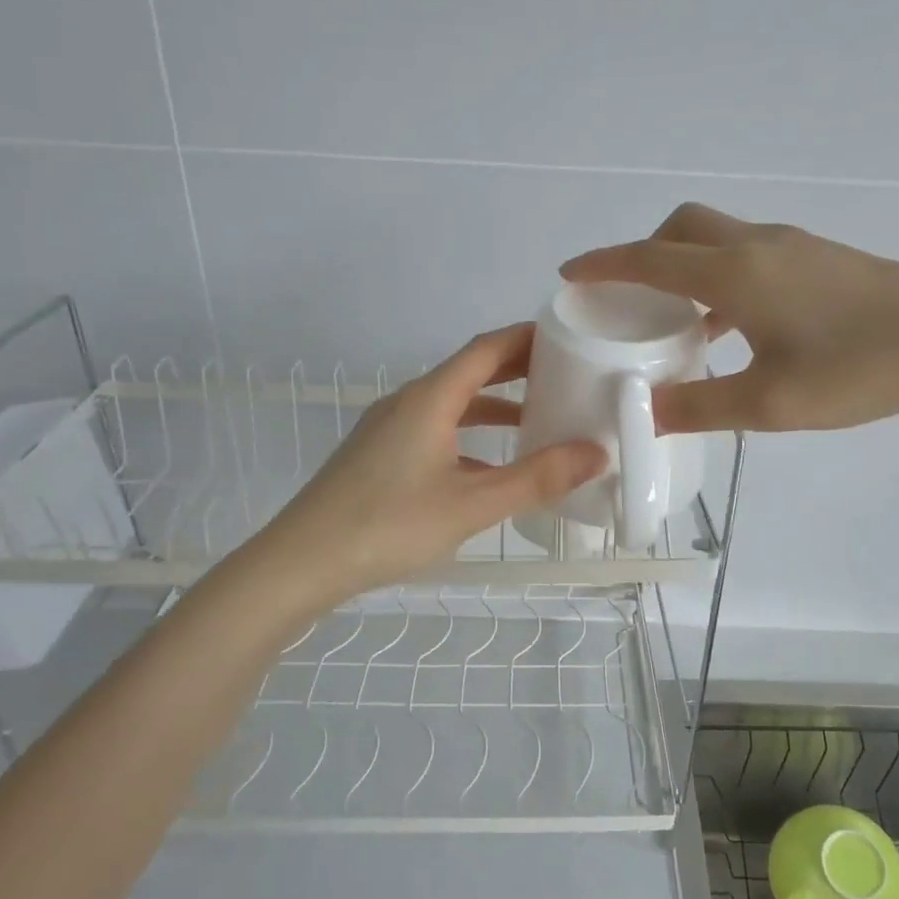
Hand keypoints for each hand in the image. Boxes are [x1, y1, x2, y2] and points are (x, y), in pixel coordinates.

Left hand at [261, 324, 605, 598]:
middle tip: (564, 373)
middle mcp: (408, 402)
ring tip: (537, 418)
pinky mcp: (380, 456)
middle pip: (469, 371)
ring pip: (452, 404)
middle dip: (516, 369)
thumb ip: (536, 478)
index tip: (567, 336)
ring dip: (493, 405)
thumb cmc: (389, 525)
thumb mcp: (472, 504)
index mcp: (430, 398)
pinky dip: (470, 436)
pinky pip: (436, 430)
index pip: (486, 349)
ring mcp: (389, 429)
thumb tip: (596, 453)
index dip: (526, 338)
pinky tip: (490, 466)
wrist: (302, 562)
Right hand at [561, 203, 898, 432]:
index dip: (604, 265)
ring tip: (678, 322)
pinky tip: (736, 329)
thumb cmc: (859, 368)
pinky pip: (750, 256)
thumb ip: (700, 407)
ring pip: (719, 239)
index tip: (570, 273)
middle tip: (632, 299)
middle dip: (645, 253)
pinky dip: (722, 279)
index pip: (650, 259)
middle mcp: (757, 247)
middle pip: (683, 228)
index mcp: (735, 274)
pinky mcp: (820, 258)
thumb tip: (647, 411)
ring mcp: (794, 247)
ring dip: (687, 268)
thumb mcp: (771, 404)